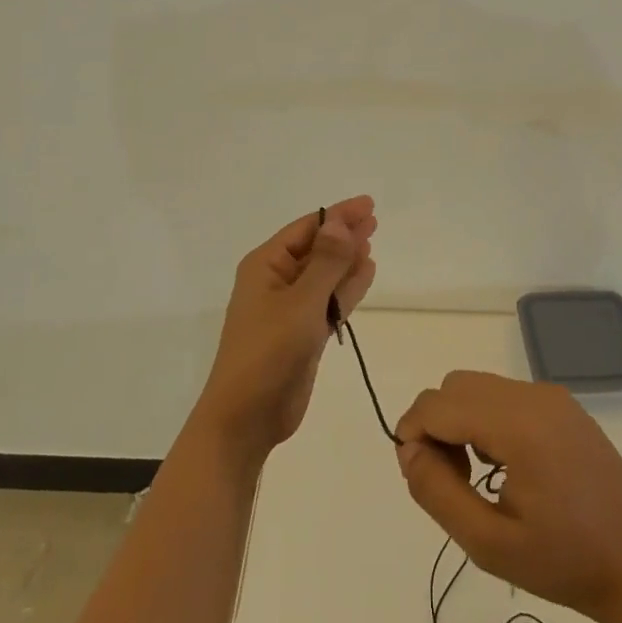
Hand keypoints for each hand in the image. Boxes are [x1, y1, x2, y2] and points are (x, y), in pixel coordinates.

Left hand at [193, 197, 377, 462]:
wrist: (246, 418)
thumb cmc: (268, 352)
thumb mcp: (301, 302)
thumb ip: (326, 262)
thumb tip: (342, 222)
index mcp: (265, 265)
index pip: (306, 228)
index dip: (338, 215)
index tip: (368, 204)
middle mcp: (276, 281)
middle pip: (316, 249)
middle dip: (343, 234)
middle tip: (375, 220)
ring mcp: (289, 309)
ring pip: (324, 275)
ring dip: (346, 260)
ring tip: (371, 243)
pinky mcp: (302, 333)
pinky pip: (328, 301)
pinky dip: (346, 288)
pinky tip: (365, 274)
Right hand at [395, 371, 621, 622]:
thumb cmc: (565, 564)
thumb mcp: (488, 543)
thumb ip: (437, 492)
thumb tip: (408, 450)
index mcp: (518, 424)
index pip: (438, 405)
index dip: (412, 434)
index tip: (417, 477)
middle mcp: (534, 396)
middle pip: (456, 387)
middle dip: (435, 426)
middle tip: (448, 482)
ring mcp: (552, 397)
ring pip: (479, 388)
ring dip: (460, 422)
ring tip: (474, 478)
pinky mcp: (564, 407)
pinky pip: (505, 396)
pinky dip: (486, 419)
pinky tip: (503, 467)